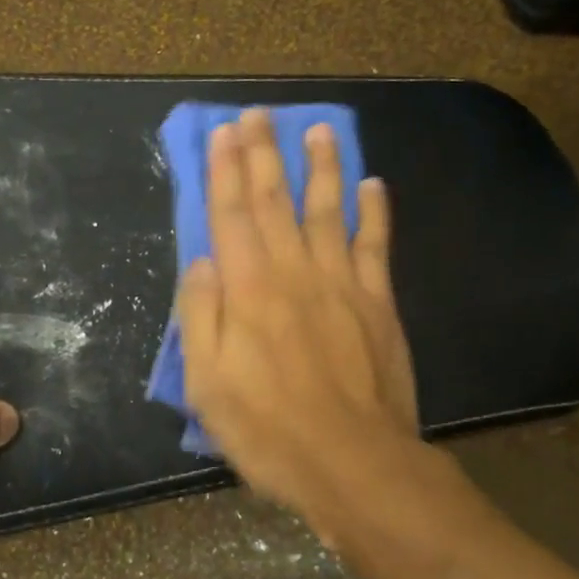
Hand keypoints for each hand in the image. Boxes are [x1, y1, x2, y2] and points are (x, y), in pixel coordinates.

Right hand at [176, 108, 418, 525]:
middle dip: (264, 153)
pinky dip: (374, 212)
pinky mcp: (379, 304)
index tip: (223, 132)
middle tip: (259, 113)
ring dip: (321, 166)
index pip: (232, 214)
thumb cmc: (267, 429)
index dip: (225, 170)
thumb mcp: (207, 383)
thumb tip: (202, 260)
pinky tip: (372, 184)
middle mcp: (294, 272)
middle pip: (276, 200)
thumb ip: (199, 315)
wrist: (353, 465)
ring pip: (328, 211)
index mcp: (248, 289)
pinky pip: (376, 246)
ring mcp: (342, 284)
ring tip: (318, 129)